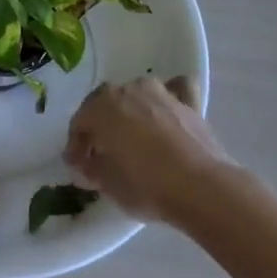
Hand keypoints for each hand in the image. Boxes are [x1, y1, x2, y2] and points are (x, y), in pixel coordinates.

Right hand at [63, 76, 236, 224]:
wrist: (200, 187)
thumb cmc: (146, 185)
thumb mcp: (108, 184)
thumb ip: (92, 168)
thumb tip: (87, 164)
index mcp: (102, 106)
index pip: (80, 122)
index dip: (76, 146)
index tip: (77, 166)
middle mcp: (128, 89)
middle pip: (106, 103)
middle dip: (100, 125)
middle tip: (100, 152)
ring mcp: (160, 92)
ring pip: (137, 94)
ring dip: (129, 112)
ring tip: (132, 137)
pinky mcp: (189, 102)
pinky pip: (174, 90)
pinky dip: (167, 100)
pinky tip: (166, 113)